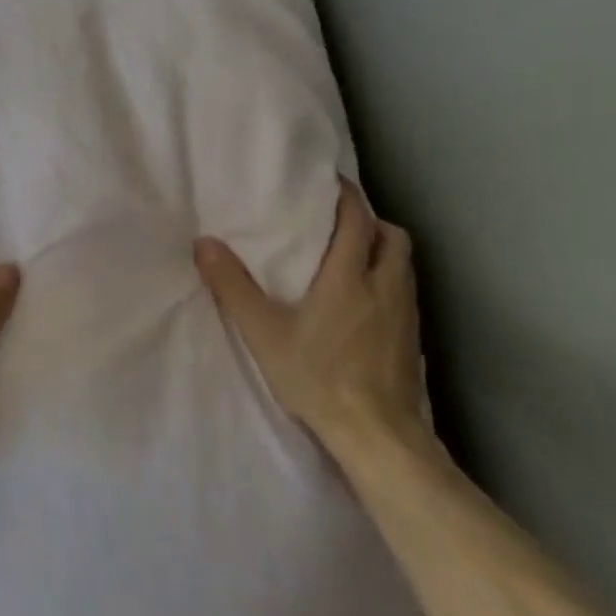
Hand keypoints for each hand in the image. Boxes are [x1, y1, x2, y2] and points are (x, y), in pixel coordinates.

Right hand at [195, 178, 429, 448]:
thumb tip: (204, 243)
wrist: (377, 435)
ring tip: (351, 257)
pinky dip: (388, 281)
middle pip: (391, 237)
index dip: (346, 195)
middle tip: (340, 222)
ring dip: (382, 250)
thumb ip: (232, 286)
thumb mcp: (263, 332)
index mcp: (349, 277)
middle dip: (370, 221)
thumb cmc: (317, 377)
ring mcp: (405, 315)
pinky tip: (365, 303)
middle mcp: (384, 287)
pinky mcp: (412, 340)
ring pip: (403, 264)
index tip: (329, 181)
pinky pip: (405, 292)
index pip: (357, 220)